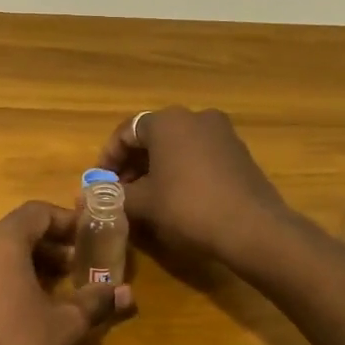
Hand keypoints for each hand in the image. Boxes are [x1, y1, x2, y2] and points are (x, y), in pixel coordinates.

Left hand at [0, 202, 131, 344]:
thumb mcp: (68, 327)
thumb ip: (96, 300)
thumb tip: (125, 292)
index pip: (35, 213)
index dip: (66, 221)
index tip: (89, 237)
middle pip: (12, 233)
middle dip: (47, 246)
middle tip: (77, 267)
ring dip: (24, 265)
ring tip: (54, 291)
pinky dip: (0, 282)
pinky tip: (21, 311)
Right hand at [97, 107, 288, 264]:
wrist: (252, 227)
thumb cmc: (188, 207)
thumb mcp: (144, 204)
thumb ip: (115, 197)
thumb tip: (92, 198)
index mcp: (168, 121)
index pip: (126, 132)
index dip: (108, 159)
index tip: (100, 184)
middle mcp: (195, 117)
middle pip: (153, 137)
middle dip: (132, 165)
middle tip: (121, 193)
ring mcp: (222, 133)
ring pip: (177, 147)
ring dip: (156, 169)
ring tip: (146, 199)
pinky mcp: (239, 153)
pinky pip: (199, 156)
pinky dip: (181, 171)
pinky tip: (177, 199)